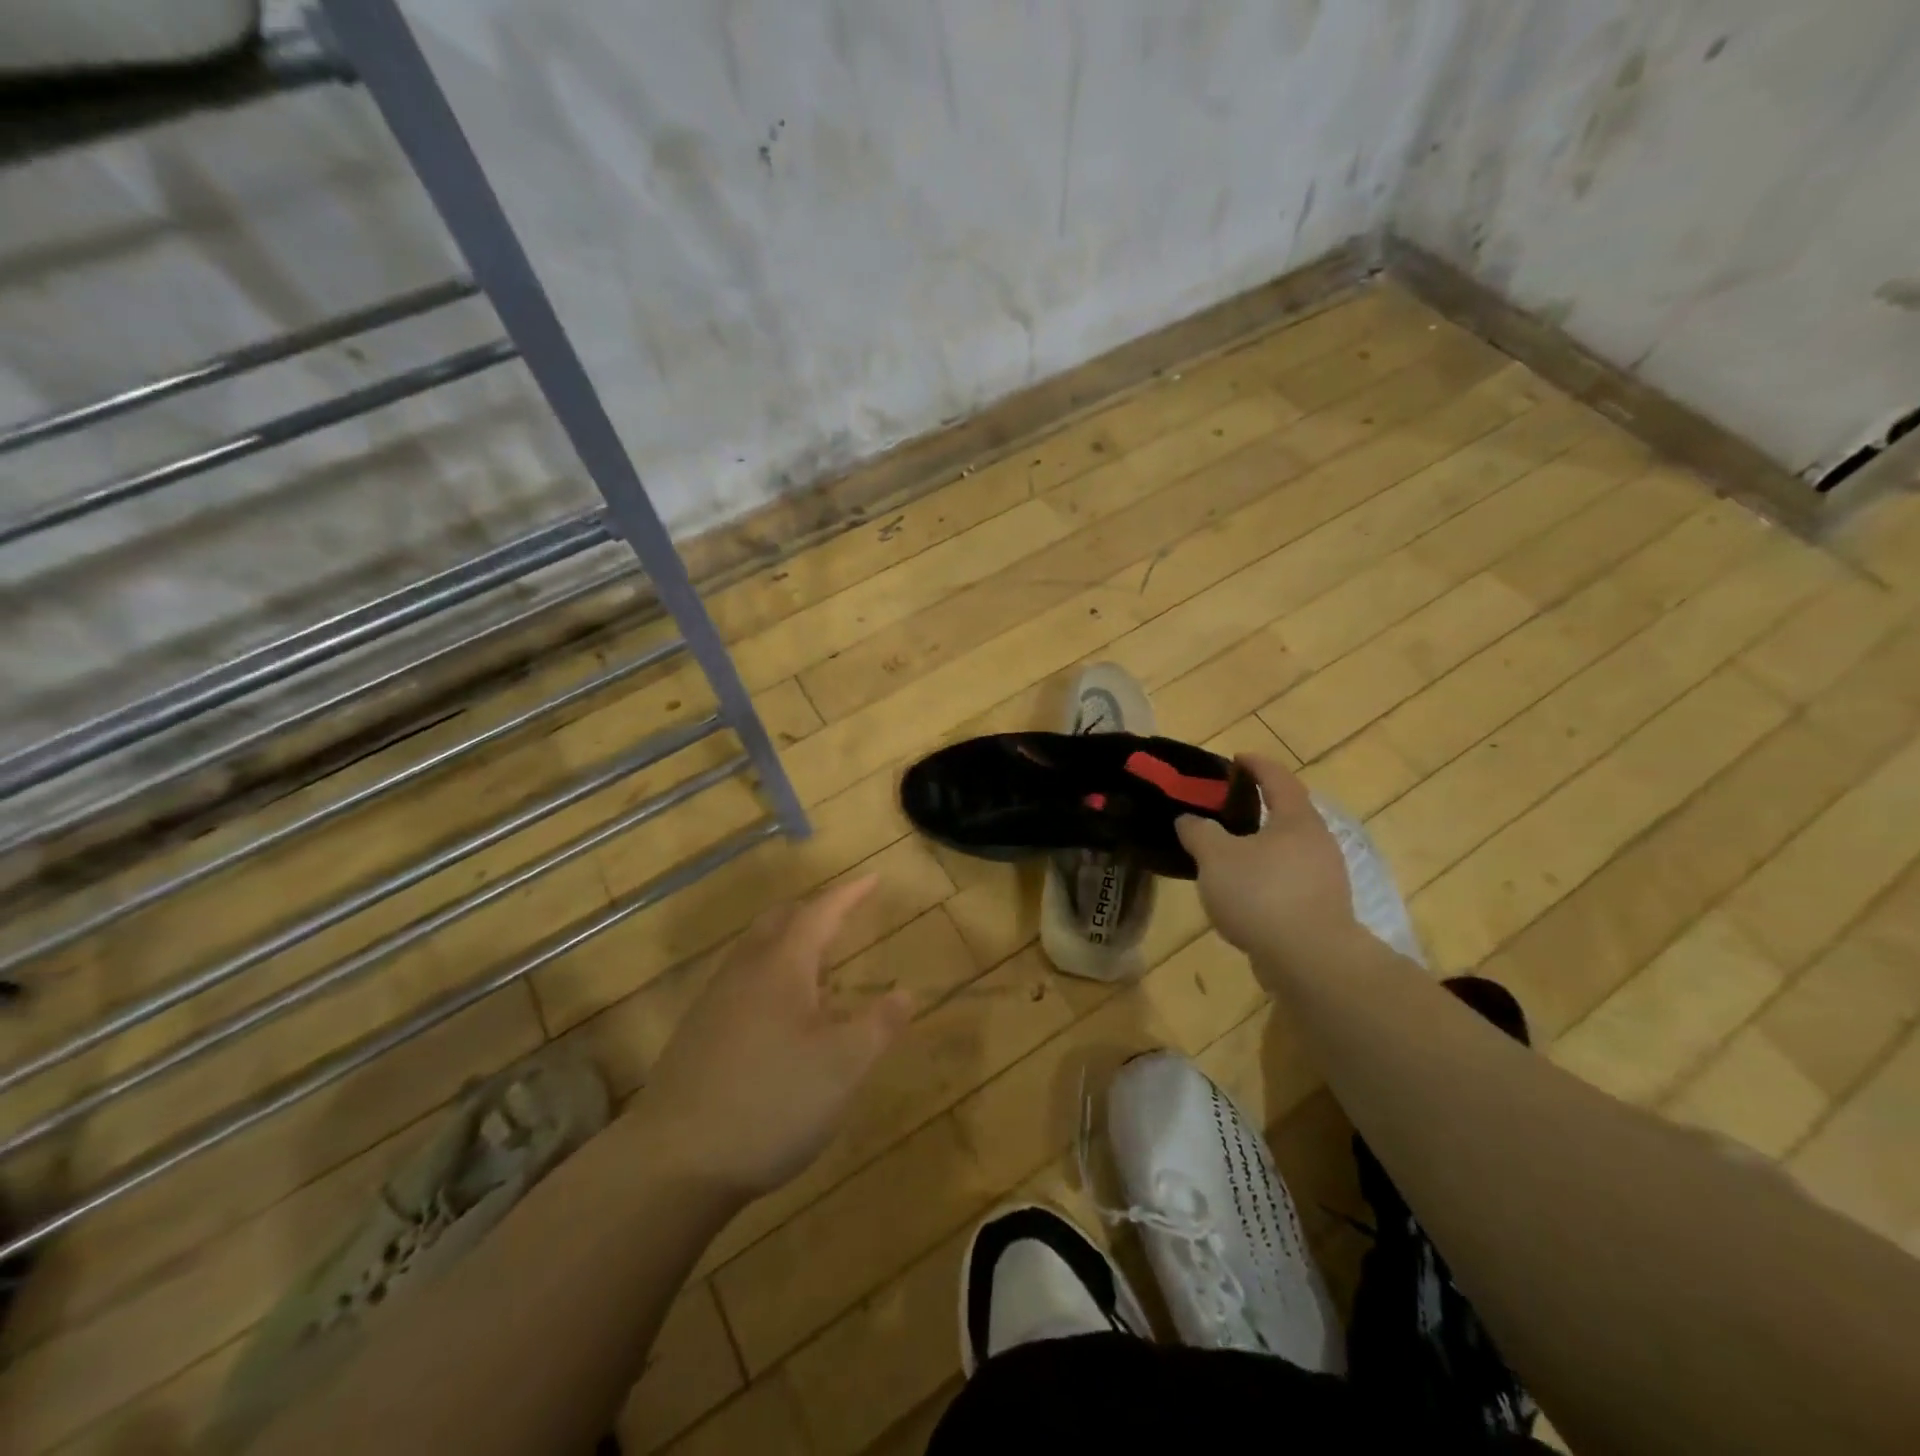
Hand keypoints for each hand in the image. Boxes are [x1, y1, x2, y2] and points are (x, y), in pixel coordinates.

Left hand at [639, 877, 912, 1199]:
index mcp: (782, 966)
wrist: (674, 1162)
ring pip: (756, 950)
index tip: (874, 879)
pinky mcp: (698, 1034)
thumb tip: (906, 993)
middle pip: (780, 921)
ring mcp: (714, 1002)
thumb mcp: (843, 1067)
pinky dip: (771, 974)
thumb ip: (879, 1026)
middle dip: (815, 911)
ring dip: (789, 942)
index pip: (820, 912)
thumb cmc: (771, 1102)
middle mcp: (744, 971)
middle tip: (844, 915)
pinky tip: (781, 1013)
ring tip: (819, 962)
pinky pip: (742, 981)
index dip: (850, 894)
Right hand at [1175, 755, 1358, 967]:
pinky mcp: (1321, 909)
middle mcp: (1317, 842)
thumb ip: (1199, 832)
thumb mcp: (1216, 857)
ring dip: (1260, 846)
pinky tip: (1242, 892)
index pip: (1277, 778)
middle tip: (1225, 808)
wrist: (1310, 960)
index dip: (1256, 764)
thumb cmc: (1262, 894)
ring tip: (1226, 853)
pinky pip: (1288, 880)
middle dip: (1258, 807)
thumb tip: (1189, 819)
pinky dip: (1265, 876)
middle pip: (1287, 813)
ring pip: (1287, 850)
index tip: (1236, 758)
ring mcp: (1324, 878)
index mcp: (1296, 819)